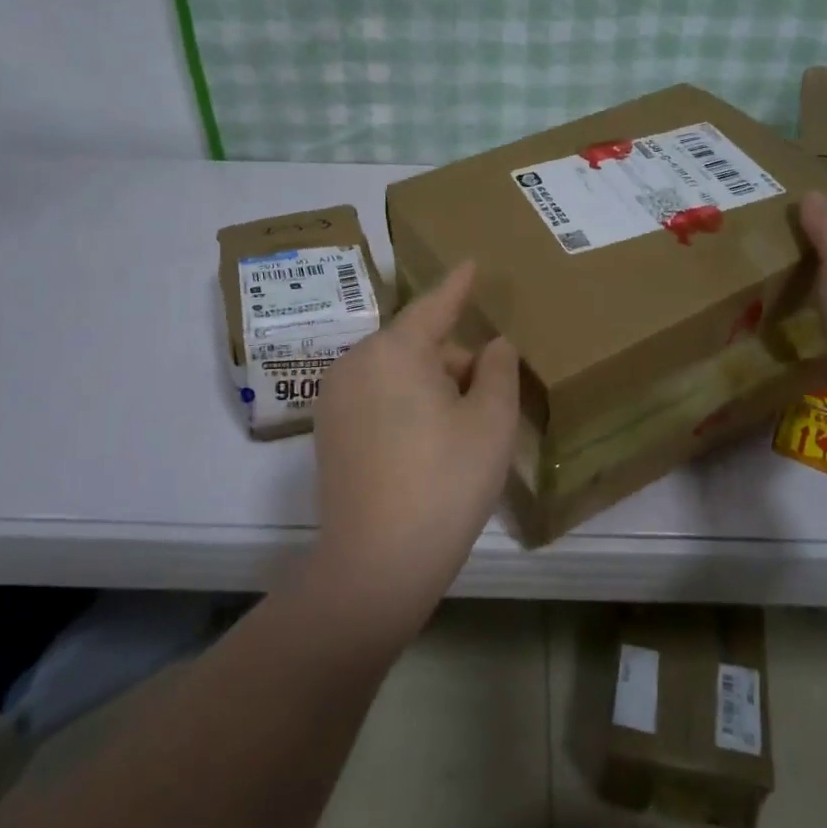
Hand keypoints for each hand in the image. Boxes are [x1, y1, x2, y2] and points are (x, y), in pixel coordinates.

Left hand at [309, 261, 520, 636]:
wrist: (376, 563)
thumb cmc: (445, 482)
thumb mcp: (490, 423)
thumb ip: (497, 371)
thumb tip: (492, 346)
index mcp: (394, 351)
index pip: (433, 306)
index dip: (457, 286)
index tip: (471, 263)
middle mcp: (355, 363)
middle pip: (416, 345)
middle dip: (454, 360)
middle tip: (489, 397)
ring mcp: (335, 400)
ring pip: (396, 374)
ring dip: (431, 387)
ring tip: (463, 429)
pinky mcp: (328, 433)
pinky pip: (376, 399)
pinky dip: (406, 406)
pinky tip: (428, 446)